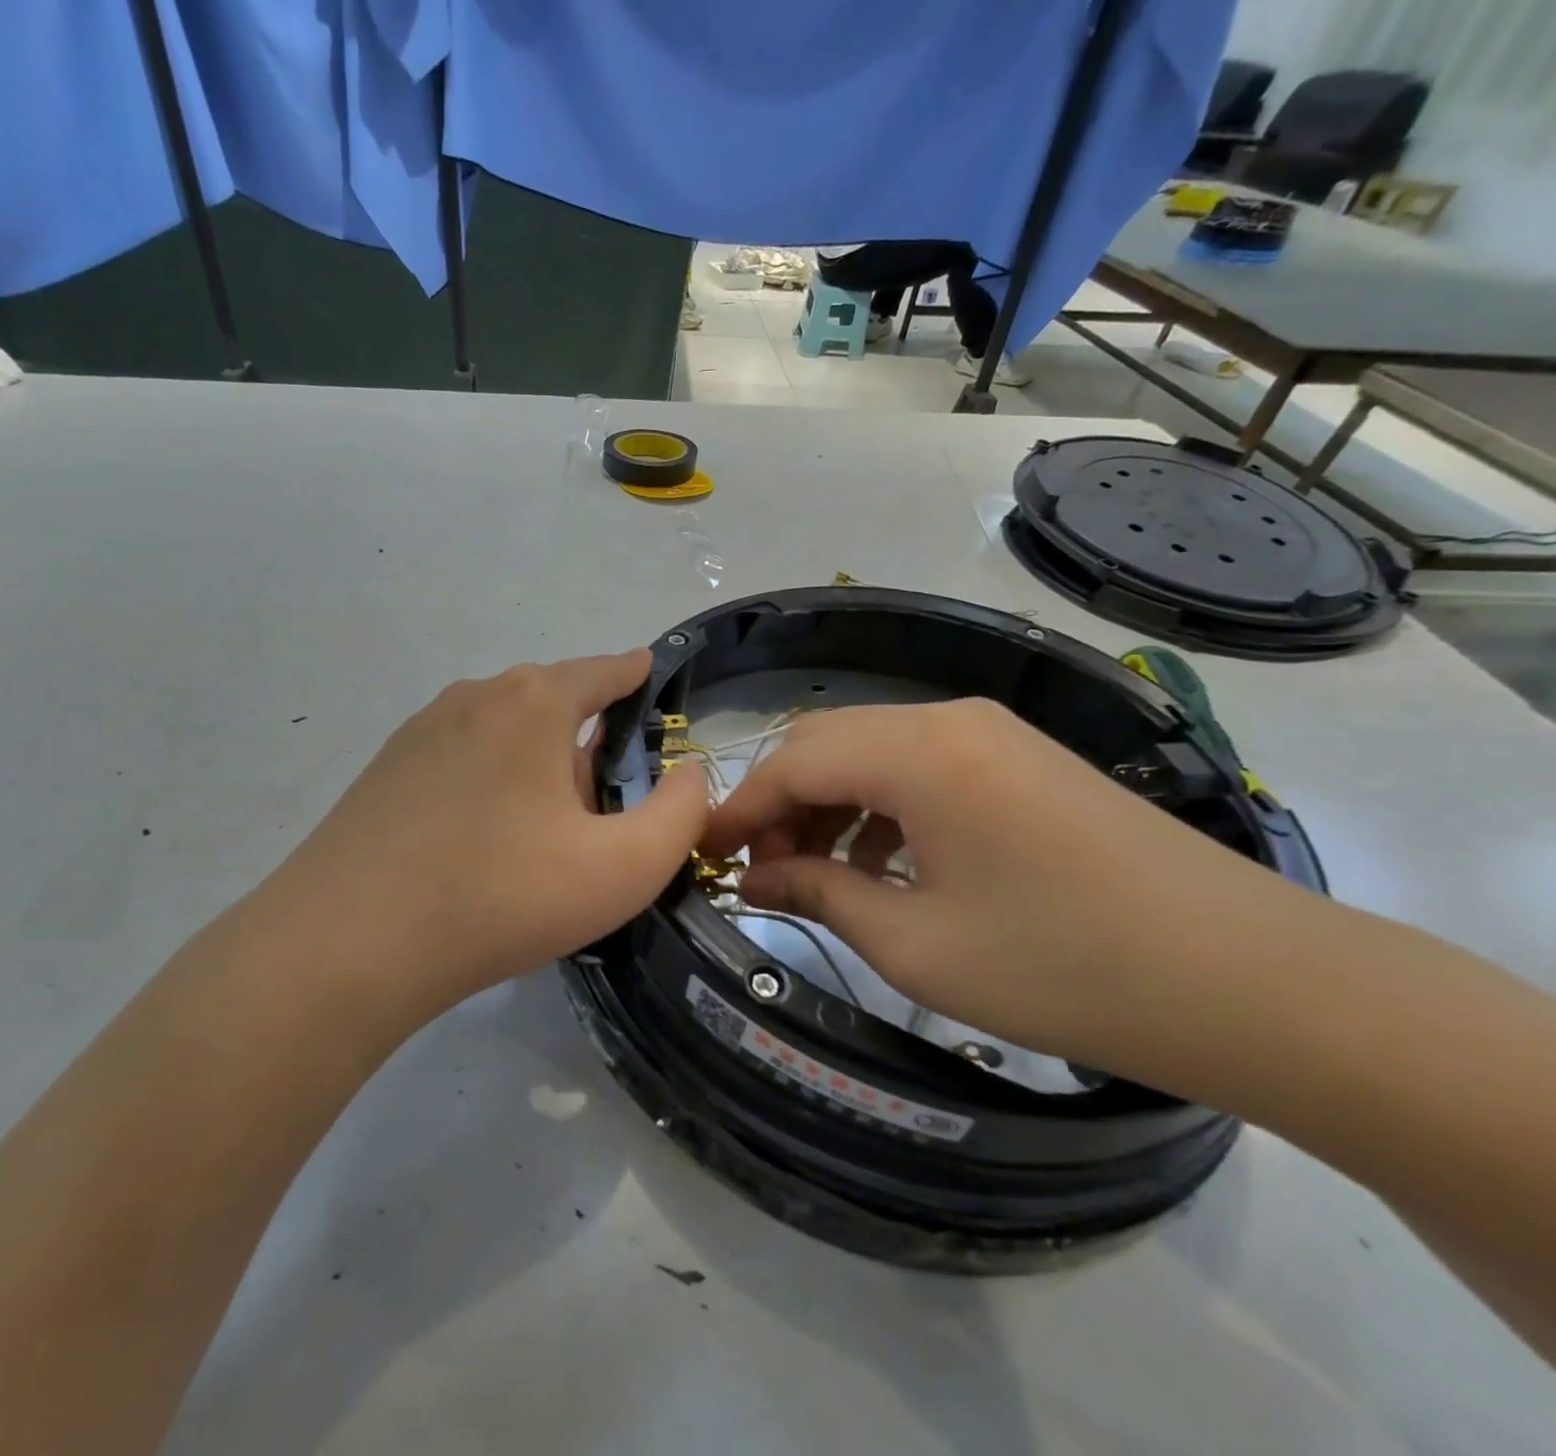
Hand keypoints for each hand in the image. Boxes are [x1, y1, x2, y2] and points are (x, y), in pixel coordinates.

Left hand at [262, 650, 709, 1017]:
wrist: (351, 942)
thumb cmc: (503, 894)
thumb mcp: (624, 867)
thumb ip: (680, 815)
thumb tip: (689, 775)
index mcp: (533, 702)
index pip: (602, 670)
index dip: (633, 673)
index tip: (649, 674)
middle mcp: (474, 697)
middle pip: (551, 704)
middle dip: (584, 743)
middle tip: (599, 813)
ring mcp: (419, 731)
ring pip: (501, 735)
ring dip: (532, 769)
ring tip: (540, 837)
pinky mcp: (384, 770)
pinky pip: (459, 762)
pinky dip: (486, 786)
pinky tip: (480, 844)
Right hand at [698, 699, 1313, 1082]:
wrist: (1254, 982)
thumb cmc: (1065, 967)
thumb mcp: (916, 943)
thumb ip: (818, 896)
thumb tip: (754, 881)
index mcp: (918, 750)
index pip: (792, 760)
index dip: (738, 808)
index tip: (701, 853)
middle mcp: (949, 718)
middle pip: (826, 741)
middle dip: (779, 802)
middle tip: (760, 870)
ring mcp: (992, 733)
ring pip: (872, 750)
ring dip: (828, 803)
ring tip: (815, 874)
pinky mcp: (1022, 759)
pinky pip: (920, 766)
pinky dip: (879, 806)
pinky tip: (883, 864)